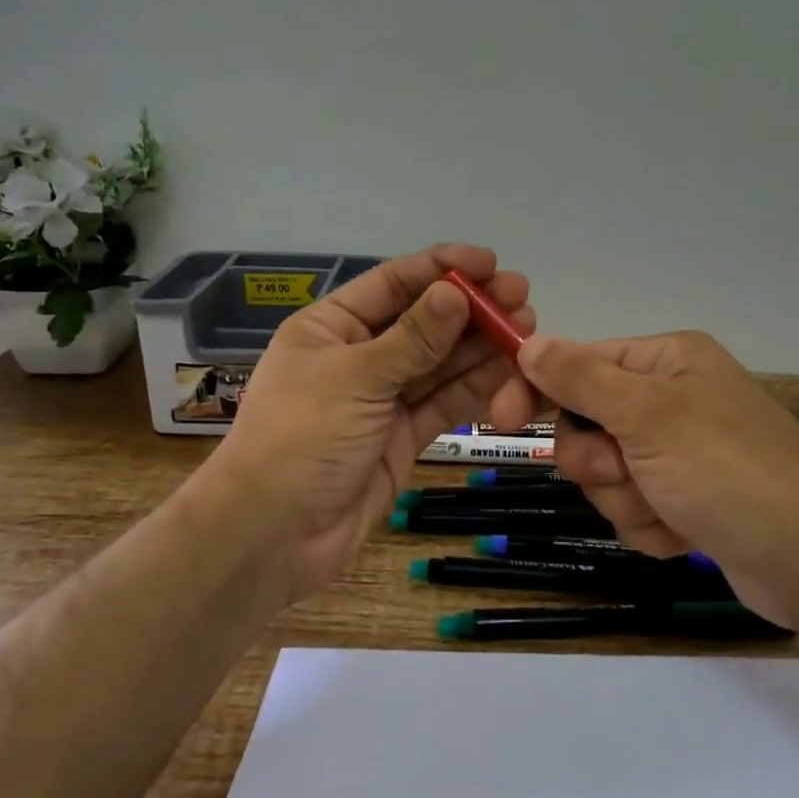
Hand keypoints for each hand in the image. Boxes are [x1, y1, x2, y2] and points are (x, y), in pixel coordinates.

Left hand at [194, 245, 537, 604]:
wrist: (273, 536)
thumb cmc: (301, 438)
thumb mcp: (356, 377)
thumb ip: (413, 338)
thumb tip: (456, 292)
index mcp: (331, 327)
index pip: (392, 283)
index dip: (440, 268)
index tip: (490, 261)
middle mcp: (359, 357)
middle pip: (423, 322)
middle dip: (470, 309)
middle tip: (520, 297)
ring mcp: (382, 399)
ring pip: (439, 364)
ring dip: (480, 346)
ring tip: (525, 329)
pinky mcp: (402, 437)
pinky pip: (442, 403)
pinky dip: (474, 389)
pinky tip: (508, 372)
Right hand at [516, 331, 798, 628]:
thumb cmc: (726, 470)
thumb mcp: (647, 415)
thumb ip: (581, 378)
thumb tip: (529, 341)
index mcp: (666, 362)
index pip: (578, 364)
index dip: (537, 389)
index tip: (498, 418)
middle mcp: (672, 400)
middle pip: (587, 425)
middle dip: (598, 461)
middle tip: (625, 471)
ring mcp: (680, 454)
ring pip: (606, 474)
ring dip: (626, 499)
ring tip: (668, 509)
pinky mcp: (687, 500)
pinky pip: (634, 508)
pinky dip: (650, 525)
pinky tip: (683, 534)